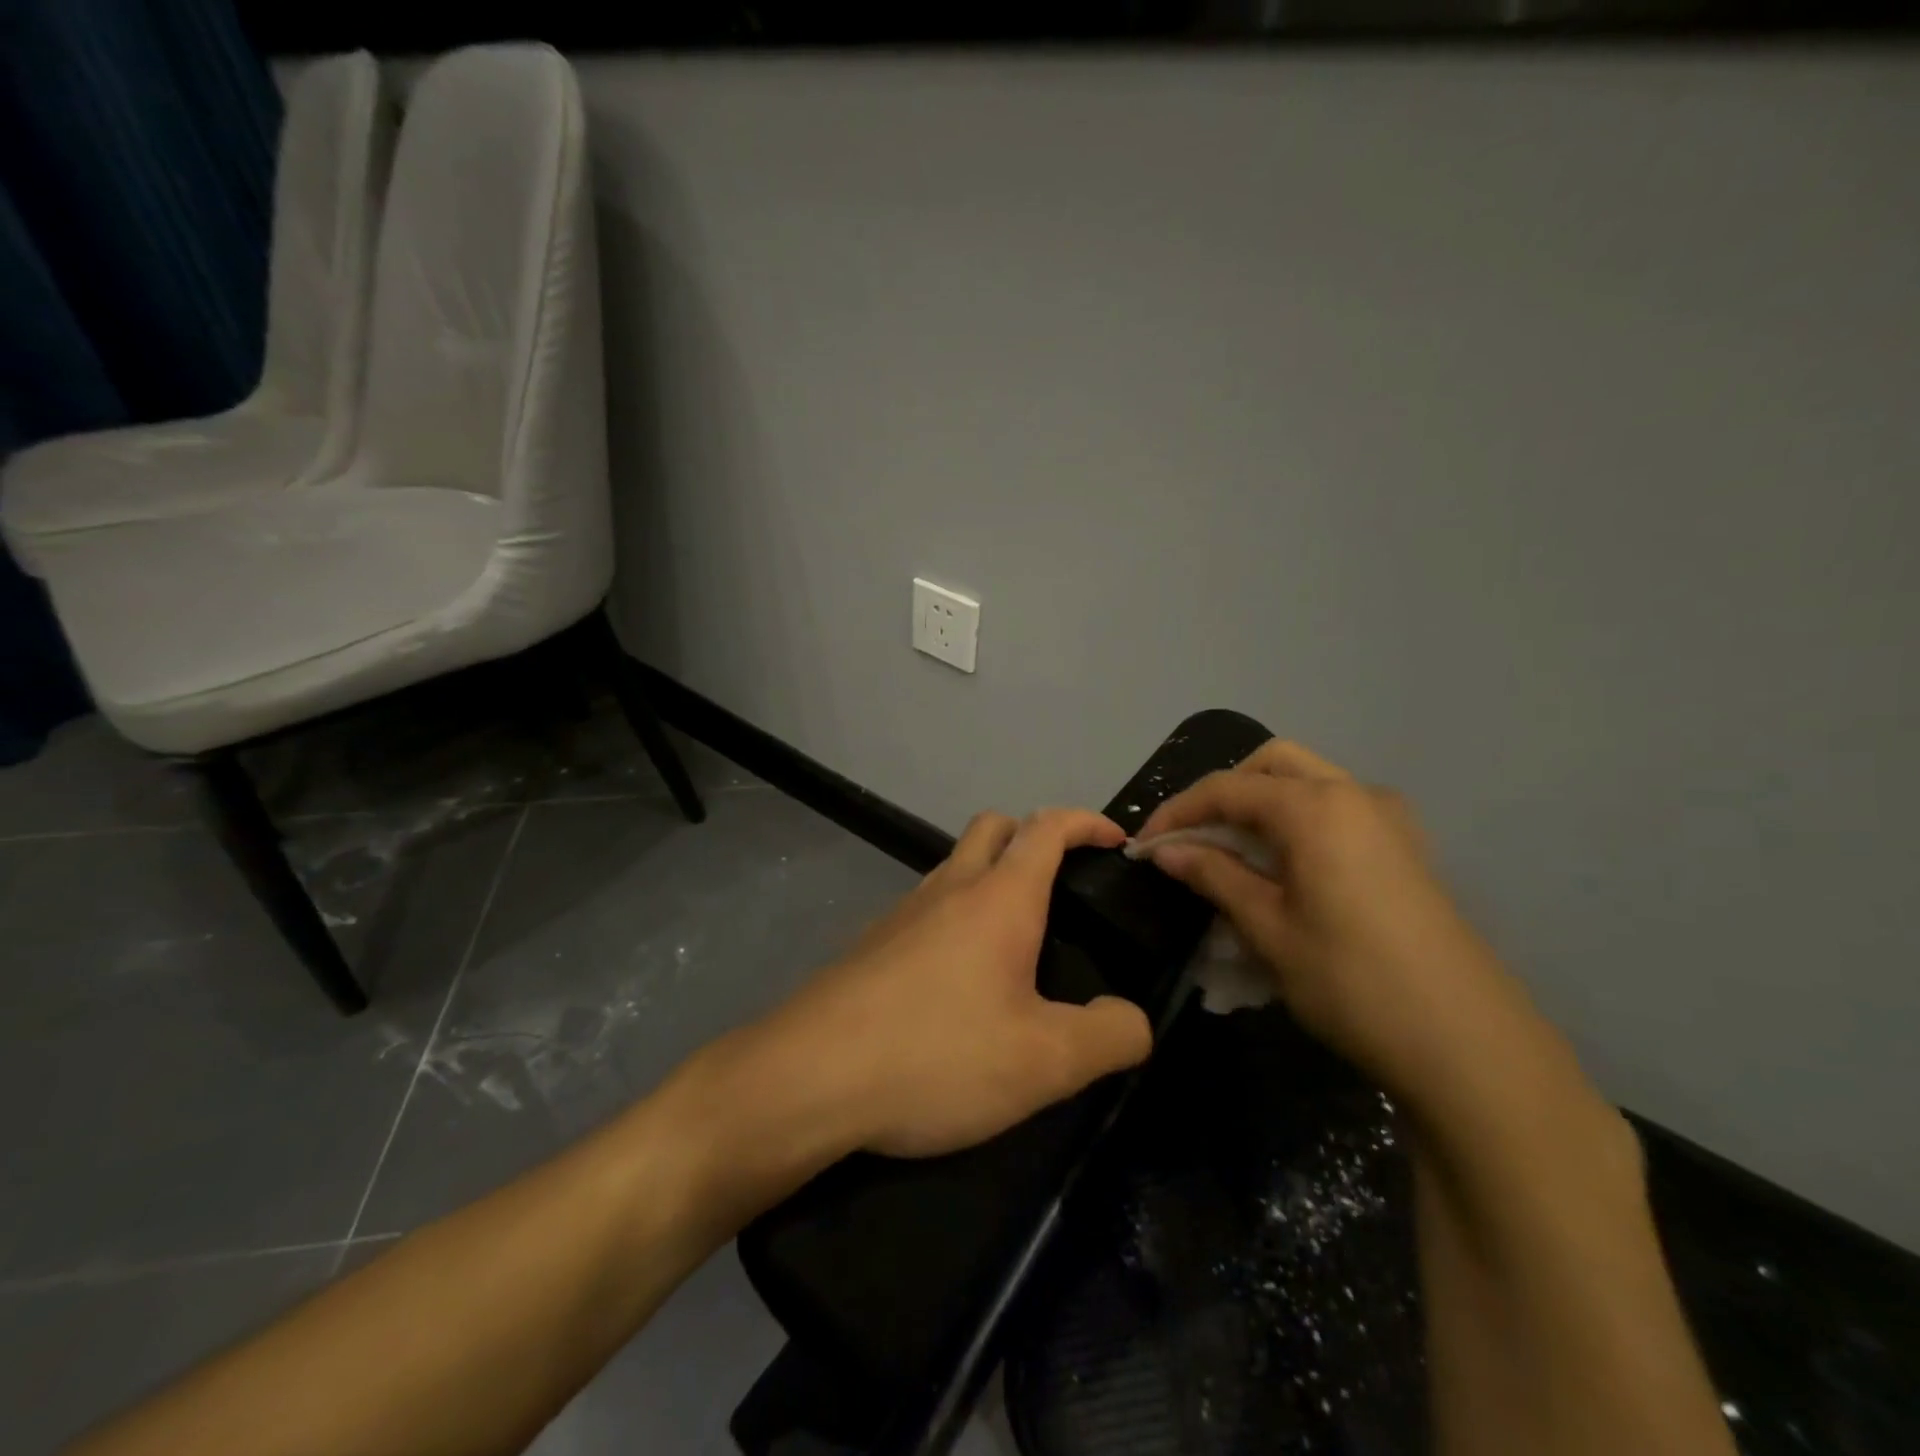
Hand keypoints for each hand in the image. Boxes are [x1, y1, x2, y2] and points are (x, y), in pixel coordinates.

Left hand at [752, 808, 1153, 1158]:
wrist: (809, 1076)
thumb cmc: (936, 1055)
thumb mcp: (1044, 1062)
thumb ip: (1108, 1036)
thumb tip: (1131, 1018)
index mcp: (998, 898)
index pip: (1048, 827)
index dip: (1087, 822)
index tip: (1117, 841)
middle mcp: (948, 887)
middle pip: (994, 827)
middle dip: (1034, 836)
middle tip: (1064, 886)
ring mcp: (903, 912)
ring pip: (955, 865)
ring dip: (992, 877)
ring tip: (1019, 940)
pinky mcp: (873, 943)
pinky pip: (927, 906)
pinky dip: (957, 915)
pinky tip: (961, 979)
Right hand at [1137, 741, 1550, 1110]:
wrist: (1469, 1046)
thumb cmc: (1352, 982)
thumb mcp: (1268, 928)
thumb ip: (1214, 875)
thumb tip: (1166, 851)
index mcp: (1316, 808)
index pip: (1227, 788)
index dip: (1177, 812)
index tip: (1144, 845)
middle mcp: (1355, 794)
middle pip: (1272, 763)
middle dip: (1223, 792)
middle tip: (1193, 837)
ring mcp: (1389, 819)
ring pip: (1309, 781)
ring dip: (1261, 803)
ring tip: (1231, 852)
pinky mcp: (1406, 847)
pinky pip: (1337, 808)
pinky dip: (1297, 819)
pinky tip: (1285, 867)